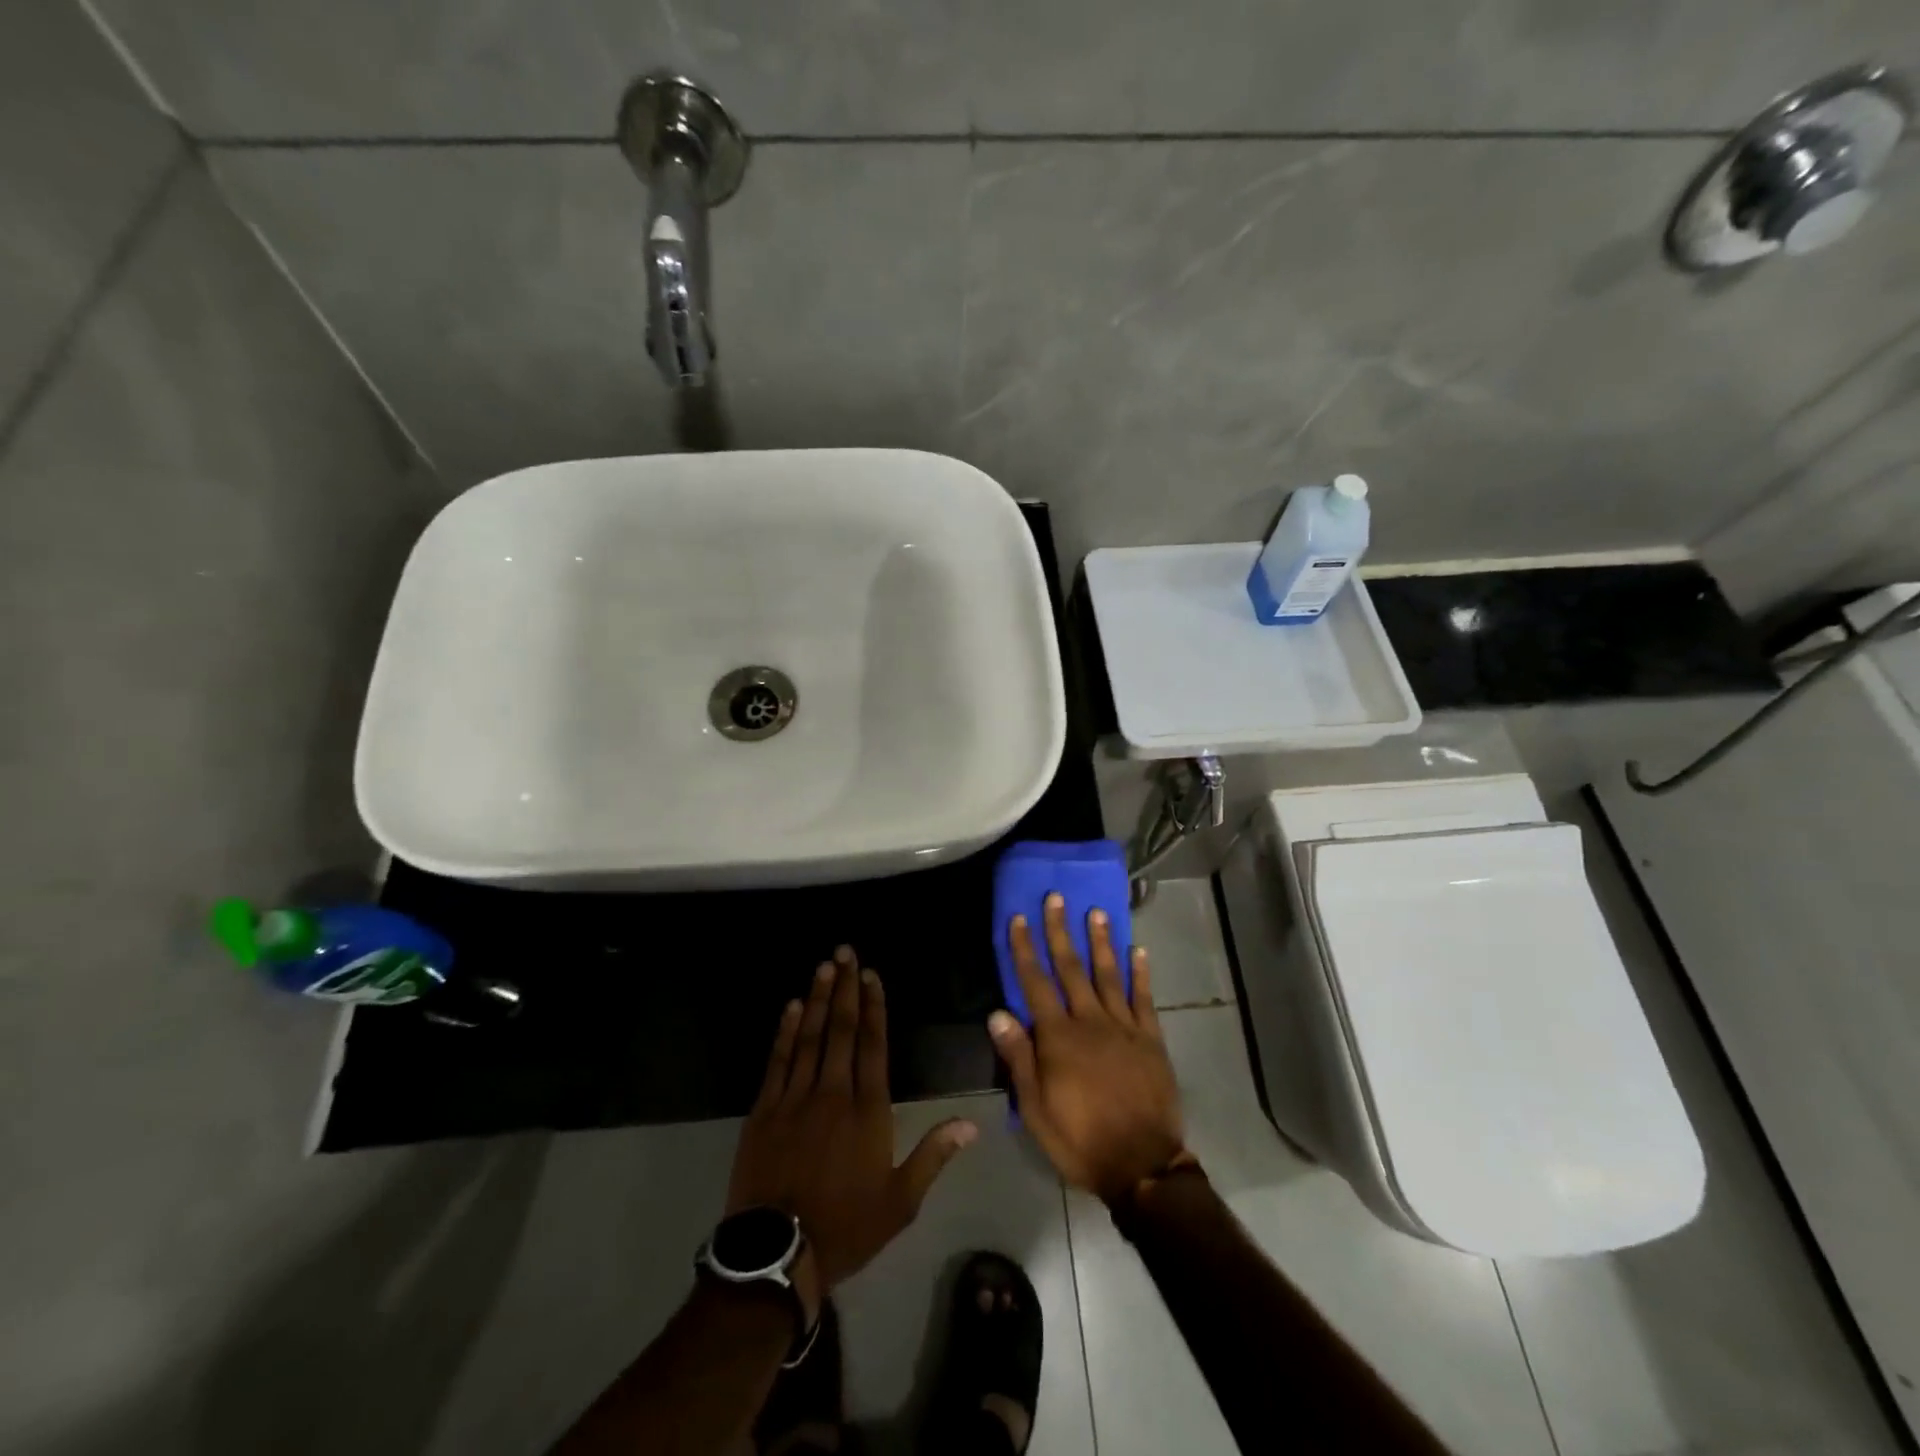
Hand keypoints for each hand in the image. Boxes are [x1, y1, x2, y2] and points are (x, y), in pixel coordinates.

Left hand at [728, 946, 977, 1306]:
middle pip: (842, 1030)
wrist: (777, 1255)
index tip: (872, 975)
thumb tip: (971, 1124)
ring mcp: (795, 1098)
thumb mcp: (900, 1200)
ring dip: (818, 999)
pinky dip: (785, 1031)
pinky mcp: (764, 1110)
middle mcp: (833, 1093)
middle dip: (846, 988)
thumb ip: (933, 1155)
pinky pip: (778, 1060)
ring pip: (810, 1037)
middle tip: (845, 951)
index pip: (873, 1045)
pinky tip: (792, 1007)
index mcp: (868, 1111)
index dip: (875, 1006)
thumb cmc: (846, 1226)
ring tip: (824, 966)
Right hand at [988, 894, 1185, 1203]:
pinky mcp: (1150, 1038)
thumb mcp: (1035, 1109)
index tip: (1019, 918)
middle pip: (1071, 968)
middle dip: (1060, 931)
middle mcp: (1090, 1021)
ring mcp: (1124, 1026)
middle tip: (1056, 898)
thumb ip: (1019, 1058)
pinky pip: (1144, 998)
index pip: (1035, 983)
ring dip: (1100, 941)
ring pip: (1108, 974)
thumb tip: (998, 1013)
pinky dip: (1140, 972)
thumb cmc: (1080, 1139)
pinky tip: (1138, 950)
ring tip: (1095, 912)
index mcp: (1058, 1038)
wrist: (1142, 1166)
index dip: (1024, 949)